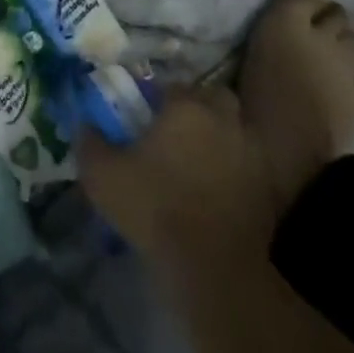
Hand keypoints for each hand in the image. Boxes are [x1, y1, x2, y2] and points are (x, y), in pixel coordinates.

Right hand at [78, 85, 274, 286]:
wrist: (216, 266)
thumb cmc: (156, 209)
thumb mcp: (103, 176)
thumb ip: (90, 144)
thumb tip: (85, 125)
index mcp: (185, 107)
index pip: (172, 86)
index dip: (157, 99)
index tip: (146, 117)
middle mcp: (223, 119)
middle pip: (214, 98)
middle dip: (199, 107)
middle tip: (177, 132)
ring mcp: (251, 152)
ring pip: (236, 128)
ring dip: (221, 136)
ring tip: (199, 160)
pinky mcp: (268, 186)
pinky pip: (250, 164)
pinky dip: (237, 168)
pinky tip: (219, 189)